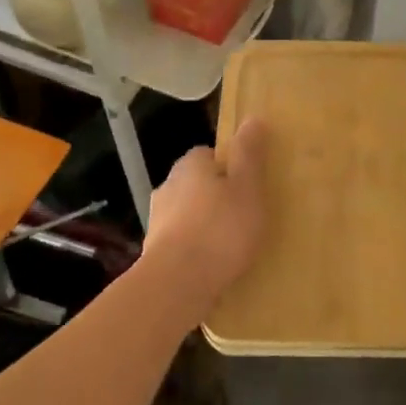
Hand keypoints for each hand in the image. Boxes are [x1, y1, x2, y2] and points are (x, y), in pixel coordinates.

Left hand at [144, 119, 268, 310]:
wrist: (175, 286)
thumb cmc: (219, 230)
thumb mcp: (247, 187)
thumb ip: (249, 154)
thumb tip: (252, 118)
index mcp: (190, 164)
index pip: (210, 155)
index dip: (231, 168)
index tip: (249, 187)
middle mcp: (168, 186)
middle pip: (198, 184)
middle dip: (217, 197)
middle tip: (245, 216)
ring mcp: (157, 221)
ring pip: (188, 215)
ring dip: (205, 225)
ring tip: (231, 247)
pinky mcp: (153, 253)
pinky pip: (181, 244)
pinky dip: (195, 251)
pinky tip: (212, 268)